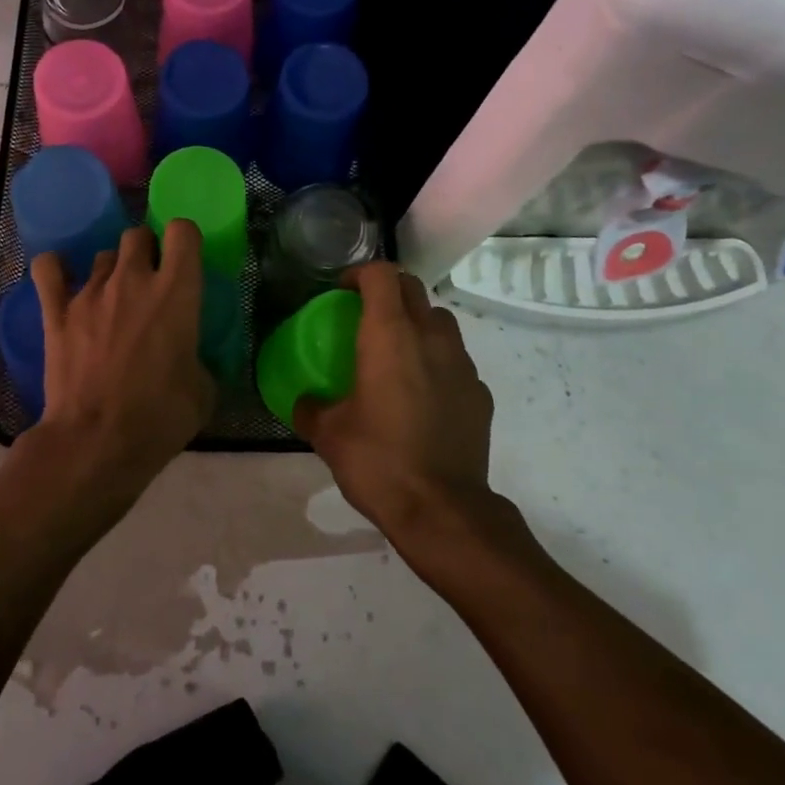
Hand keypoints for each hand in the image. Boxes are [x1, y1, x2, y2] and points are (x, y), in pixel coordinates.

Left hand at [30, 222, 216, 513]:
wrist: (95, 443)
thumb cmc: (159, 418)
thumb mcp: (202, 391)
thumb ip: (197, 358)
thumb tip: (187, 357)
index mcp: (176, 292)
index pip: (182, 231)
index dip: (184, 241)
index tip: (185, 263)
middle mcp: (133, 279)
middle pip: (138, 234)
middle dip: (147, 251)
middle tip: (150, 284)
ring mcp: (90, 292)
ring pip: (103, 254)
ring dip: (112, 271)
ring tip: (112, 300)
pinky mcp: (56, 312)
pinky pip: (49, 269)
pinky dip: (57, 269)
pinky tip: (63, 281)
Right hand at [293, 261, 497, 544]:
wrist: (443, 510)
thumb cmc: (379, 461)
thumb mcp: (329, 435)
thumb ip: (311, 409)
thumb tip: (304, 403)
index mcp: (389, 335)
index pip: (382, 274)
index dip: (360, 273)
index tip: (342, 291)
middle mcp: (430, 337)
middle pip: (413, 288)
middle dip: (388, 291)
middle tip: (366, 316)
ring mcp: (461, 364)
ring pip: (440, 320)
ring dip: (417, 323)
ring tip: (398, 352)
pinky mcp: (480, 392)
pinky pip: (456, 360)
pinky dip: (438, 362)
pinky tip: (424, 395)